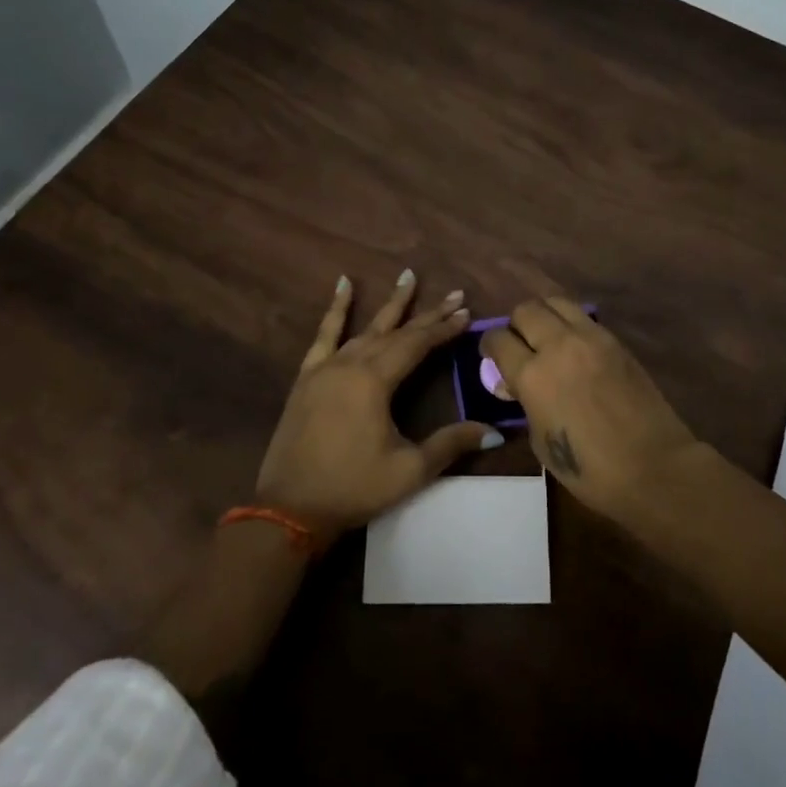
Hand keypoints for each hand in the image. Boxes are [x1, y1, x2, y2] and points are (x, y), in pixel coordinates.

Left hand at [255, 271, 501, 544]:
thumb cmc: (353, 488)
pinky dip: (336, 309)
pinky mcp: (308, 376)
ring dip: (390, 305)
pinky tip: (343, 285)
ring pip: (365, 327)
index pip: (417, 344)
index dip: (444, 329)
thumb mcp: (409, 470)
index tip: (466, 312)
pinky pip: (324, 334)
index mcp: (375, 381)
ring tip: (408, 277)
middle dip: (427, 314)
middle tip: (454, 294)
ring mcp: (326, 367)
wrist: (290, 509)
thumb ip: (451, 444)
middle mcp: (351, 363)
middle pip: (396, 331)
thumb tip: (495, 430)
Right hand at [481, 297, 699, 524]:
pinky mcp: (615, 340)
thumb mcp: (540, 442)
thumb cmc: (589, 469)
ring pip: (556, 302)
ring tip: (546, 336)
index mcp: (532, 375)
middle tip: (520, 345)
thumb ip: (524, 403)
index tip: (491, 356)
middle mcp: (558, 345)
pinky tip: (574, 347)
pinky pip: (583, 317)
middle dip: (516, 325)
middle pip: (525, 310)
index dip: (489, 346)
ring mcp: (590, 338)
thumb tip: (515, 384)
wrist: (653, 467)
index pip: (498, 339)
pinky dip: (571, 324)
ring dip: (544, 315)